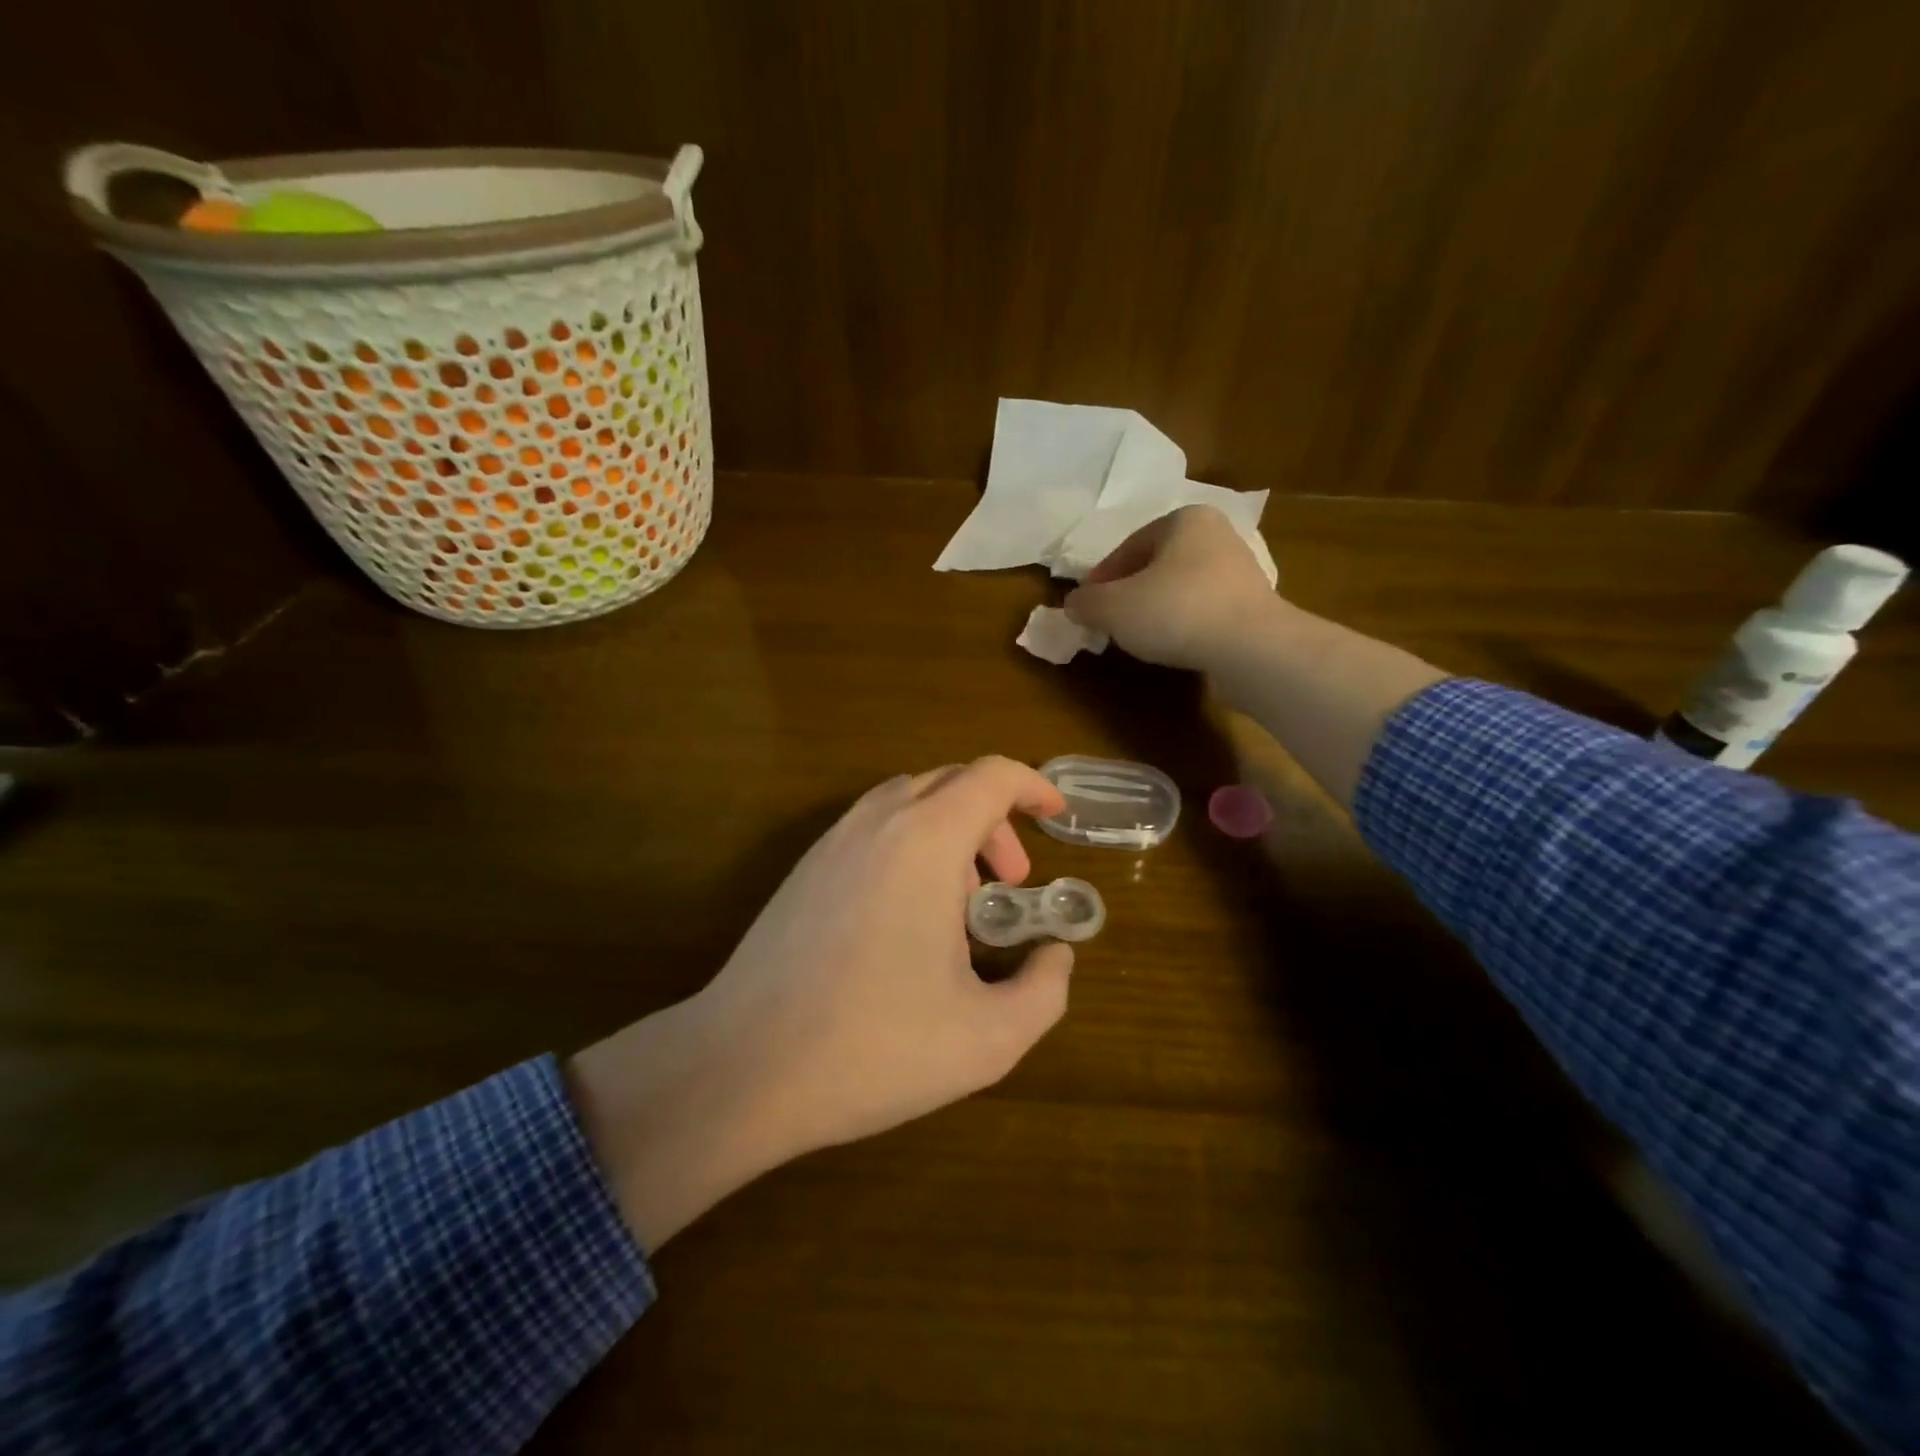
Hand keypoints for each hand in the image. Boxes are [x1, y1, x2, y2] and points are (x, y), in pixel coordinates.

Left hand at [570, 758, 1074, 1250]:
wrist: (745, 1065)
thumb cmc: (874, 1046)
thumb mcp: (988, 1037)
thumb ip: (1044, 990)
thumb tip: (1055, 956)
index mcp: (926, 840)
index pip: (992, 776)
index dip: (1033, 786)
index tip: (1056, 817)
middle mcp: (878, 822)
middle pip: (952, 783)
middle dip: (995, 820)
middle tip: (1010, 884)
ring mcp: (832, 841)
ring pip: (908, 801)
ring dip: (950, 830)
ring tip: (962, 900)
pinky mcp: (805, 869)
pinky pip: (873, 827)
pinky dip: (910, 844)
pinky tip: (907, 913)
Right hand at [1063, 504, 1280, 671]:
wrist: (1252, 648)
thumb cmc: (1176, 611)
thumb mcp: (1112, 607)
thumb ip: (1086, 603)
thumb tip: (1074, 605)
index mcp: (1185, 519)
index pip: (1129, 546)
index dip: (1101, 578)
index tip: (1087, 606)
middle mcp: (1218, 535)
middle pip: (1157, 565)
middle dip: (1130, 592)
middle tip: (1109, 621)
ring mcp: (1241, 572)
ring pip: (1181, 588)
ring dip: (1157, 609)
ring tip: (1139, 637)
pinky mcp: (1254, 607)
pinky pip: (1204, 611)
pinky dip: (1184, 625)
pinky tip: (1173, 647)